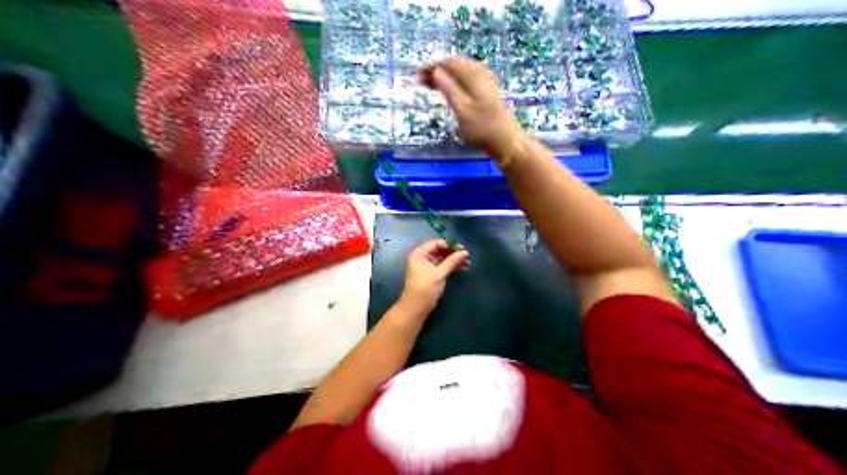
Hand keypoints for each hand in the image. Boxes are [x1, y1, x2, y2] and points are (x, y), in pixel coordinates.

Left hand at [400, 240, 469, 316]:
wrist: (416, 309)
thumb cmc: (425, 289)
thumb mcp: (439, 274)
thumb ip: (452, 262)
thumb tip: (465, 252)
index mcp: (419, 254)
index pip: (436, 243)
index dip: (450, 245)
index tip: (463, 249)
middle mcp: (423, 257)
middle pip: (440, 250)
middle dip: (453, 253)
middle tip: (467, 256)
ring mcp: (427, 266)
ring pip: (443, 258)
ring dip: (454, 260)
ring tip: (467, 263)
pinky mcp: (432, 274)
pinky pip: (443, 266)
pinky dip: (452, 267)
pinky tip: (463, 268)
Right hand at [423, 56, 526, 161]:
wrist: (506, 140)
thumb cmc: (482, 128)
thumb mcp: (462, 110)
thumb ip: (449, 89)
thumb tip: (436, 71)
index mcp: (473, 76)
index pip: (449, 62)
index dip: (432, 66)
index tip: (417, 74)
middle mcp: (481, 75)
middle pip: (456, 65)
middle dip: (437, 69)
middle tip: (421, 80)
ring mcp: (486, 83)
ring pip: (462, 71)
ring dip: (446, 75)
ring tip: (431, 85)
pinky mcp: (488, 92)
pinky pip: (467, 79)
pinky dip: (455, 81)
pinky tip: (450, 90)